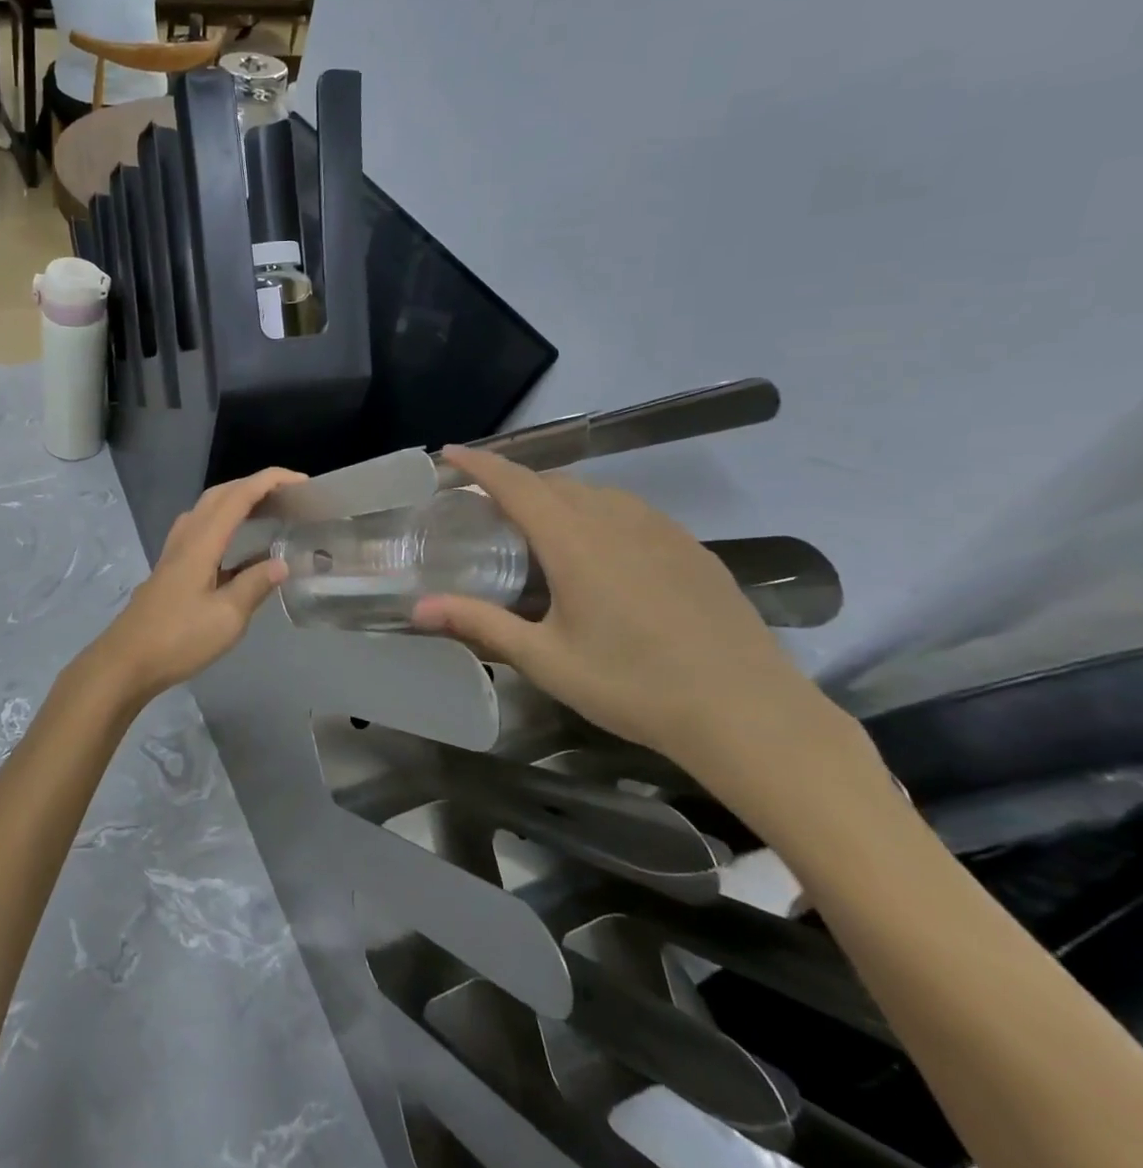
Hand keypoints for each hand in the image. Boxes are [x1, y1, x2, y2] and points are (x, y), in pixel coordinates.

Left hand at [72, 468, 304, 710]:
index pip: (238, 497)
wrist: (127, 661)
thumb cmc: (179, 639)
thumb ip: (255, 585)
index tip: (300, 480)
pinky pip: (200, 530)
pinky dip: (223, 525)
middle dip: (253, 485)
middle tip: (286, 494)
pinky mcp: (170, 569)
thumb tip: (280, 563)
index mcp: (202, 542)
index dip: (269, 482)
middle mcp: (186, 538)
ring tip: (265, 511)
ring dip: (235, 501)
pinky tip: (237, 549)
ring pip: (206, 510)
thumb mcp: (227, 617)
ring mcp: (174, 553)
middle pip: (219, 495)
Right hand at [412, 448, 860, 790]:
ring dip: (555, 495)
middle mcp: (615, 519)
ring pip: (594, 493)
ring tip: (535, 524)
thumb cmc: (634, 685)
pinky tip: (597, 548)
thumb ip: (480, 624)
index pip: (515, 483)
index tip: (448, 453)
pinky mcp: (690, 548)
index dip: (479, 464)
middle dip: (513, 482)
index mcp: (574, 540)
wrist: (750, 714)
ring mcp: (660, 530)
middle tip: (483, 504)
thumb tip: (417, 609)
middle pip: (553, 482)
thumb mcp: (546, 659)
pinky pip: (628, 510)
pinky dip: (595, 511)